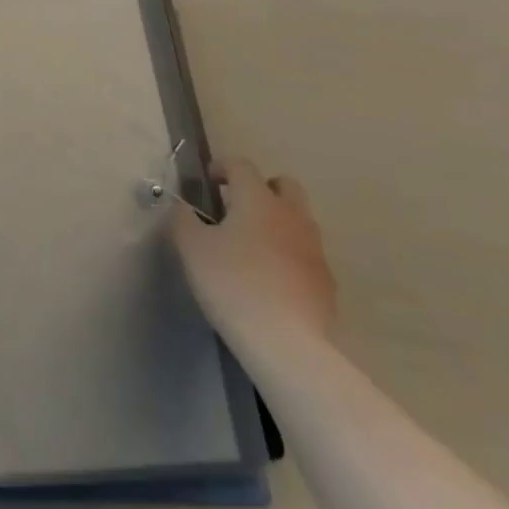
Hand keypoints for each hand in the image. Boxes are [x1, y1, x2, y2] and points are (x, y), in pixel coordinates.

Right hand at [172, 156, 335, 349]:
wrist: (287, 344)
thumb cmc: (233, 284)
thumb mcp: (191, 248)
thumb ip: (182, 219)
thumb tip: (181, 207)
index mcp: (258, 199)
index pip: (241, 165)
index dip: (222, 166)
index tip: (208, 181)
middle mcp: (291, 215)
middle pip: (284, 185)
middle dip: (262, 187)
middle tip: (237, 207)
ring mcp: (314, 249)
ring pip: (298, 219)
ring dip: (277, 222)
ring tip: (252, 246)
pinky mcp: (326, 282)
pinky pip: (306, 254)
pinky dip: (289, 255)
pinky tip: (271, 279)